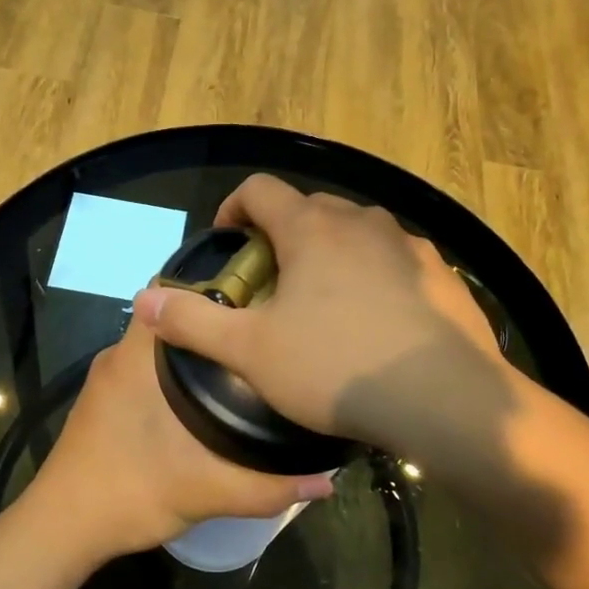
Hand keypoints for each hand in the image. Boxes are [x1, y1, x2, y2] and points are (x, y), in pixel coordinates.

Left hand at [20, 310, 333, 562]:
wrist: (62, 529)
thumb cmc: (128, 493)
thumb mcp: (204, 491)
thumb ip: (267, 488)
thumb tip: (327, 482)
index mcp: (138, 357)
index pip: (172, 291)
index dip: (217, 285)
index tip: (261, 296)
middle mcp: (119, 356)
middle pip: (172, 318)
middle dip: (216, 321)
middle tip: (265, 334)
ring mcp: (107, 380)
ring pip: (159, 348)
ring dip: (196, 352)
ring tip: (247, 364)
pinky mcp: (104, 403)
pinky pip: (147, 371)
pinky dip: (175, 375)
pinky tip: (207, 400)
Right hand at [132, 175, 507, 456]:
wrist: (445, 399)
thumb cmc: (336, 368)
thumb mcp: (251, 352)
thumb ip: (193, 322)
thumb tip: (144, 299)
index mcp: (311, 228)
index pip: (260, 189)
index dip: (234, 207)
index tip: (228, 240)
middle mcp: (361, 221)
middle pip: (309, 207)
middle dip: (282, 234)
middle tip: (270, 281)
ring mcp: (408, 246)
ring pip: (356, 232)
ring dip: (330, 252)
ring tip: (322, 301)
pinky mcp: (442, 274)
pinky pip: (394, 260)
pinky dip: (373, 274)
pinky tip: (374, 320)